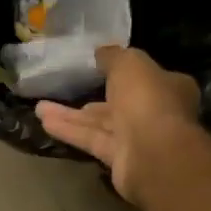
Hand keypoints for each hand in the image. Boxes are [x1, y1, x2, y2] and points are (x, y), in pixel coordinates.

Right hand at [37, 46, 199, 202]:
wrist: (153, 153)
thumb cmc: (148, 99)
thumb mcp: (129, 63)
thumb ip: (113, 56)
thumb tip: (101, 52)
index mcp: (170, 87)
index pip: (145, 77)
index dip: (122, 71)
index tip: (97, 66)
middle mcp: (156, 112)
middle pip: (120, 101)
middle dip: (93, 95)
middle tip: (66, 87)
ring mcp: (138, 138)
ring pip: (101, 122)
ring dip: (71, 115)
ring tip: (40, 108)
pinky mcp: (119, 158)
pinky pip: (92, 139)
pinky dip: (70, 131)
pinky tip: (44, 122)